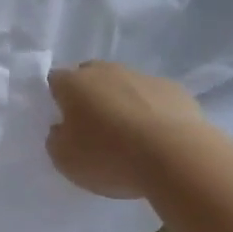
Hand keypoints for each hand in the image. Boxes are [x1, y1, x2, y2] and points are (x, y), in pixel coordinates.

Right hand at [47, 61, 205, 198]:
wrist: (177, 157)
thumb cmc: (110, 157)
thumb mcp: (65, 160)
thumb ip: (56, 139)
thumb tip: (62, 129)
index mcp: (74, 83)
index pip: (55, 80)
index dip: (56, 99)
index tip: (63, 122)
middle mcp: (106, 71)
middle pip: (90, 77)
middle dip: (89, 96)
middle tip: (93, 128)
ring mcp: (143, 77)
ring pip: (124, 85)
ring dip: (121, 103)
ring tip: (129, 137)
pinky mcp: (175, 90)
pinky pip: (153, 98)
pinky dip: (151, 112)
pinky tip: (157, 138)